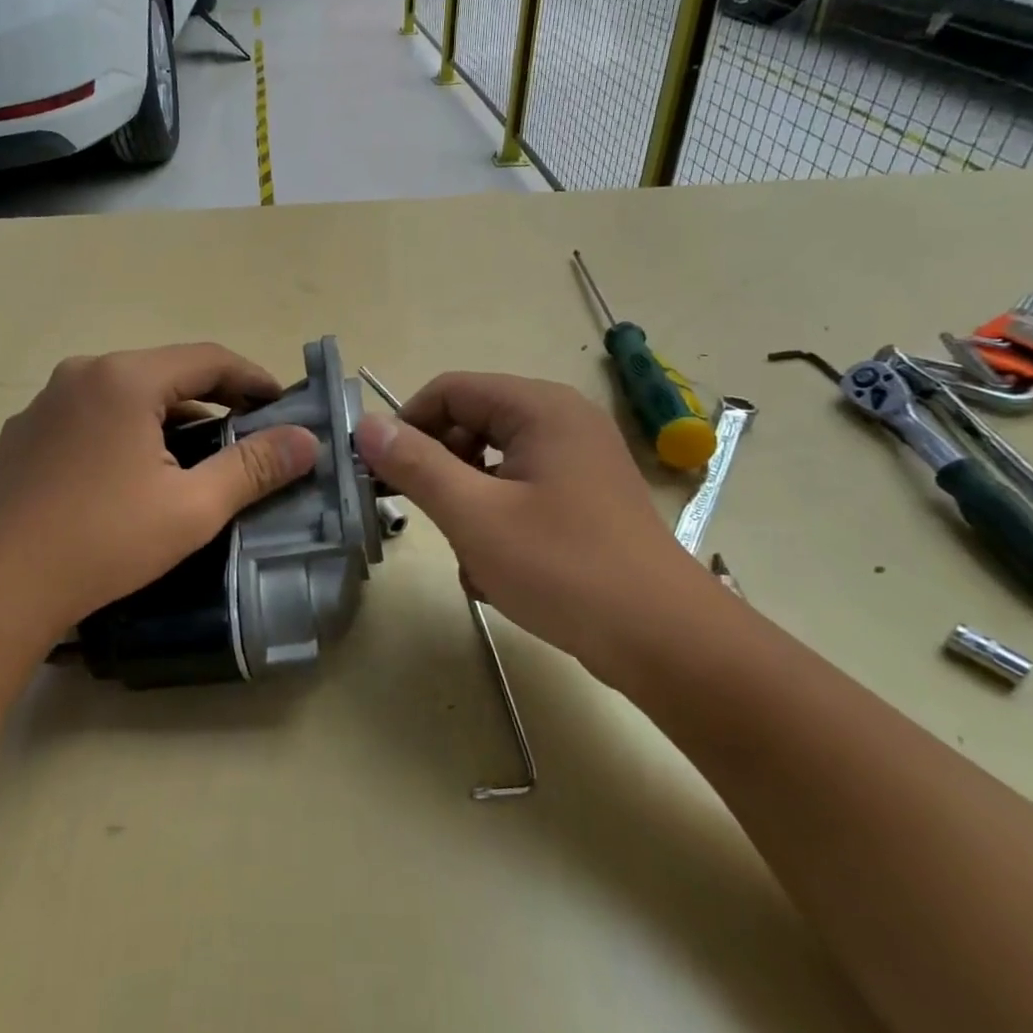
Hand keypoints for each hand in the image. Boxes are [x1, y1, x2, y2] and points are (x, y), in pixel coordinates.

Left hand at [0, 344, 319, 657]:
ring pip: (125, 393)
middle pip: (165, 372)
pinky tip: (131, 470)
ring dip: (167, 415)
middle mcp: (81, 373)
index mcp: (124, 378)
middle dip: (212, 397)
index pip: (207, 358)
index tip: (281, 404)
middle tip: (246, 429)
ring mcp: (45, 401)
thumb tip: (307, 440)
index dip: (252, 377)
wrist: (1, 587)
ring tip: (195, 452)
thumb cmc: (105, 541)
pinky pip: (90, 414)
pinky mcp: (23, 432)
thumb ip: (255, 467)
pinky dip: (124, 428)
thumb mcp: (194, 507)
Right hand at [354, 372, 713, 679]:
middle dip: (441, 470)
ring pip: (492, 463)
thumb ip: (416, 465)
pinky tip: (498, 572)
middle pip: (472, 423)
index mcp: (539, 408)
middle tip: (425, 516)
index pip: (450, 390)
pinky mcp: (585, 498)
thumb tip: (367, 425)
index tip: (382, 473)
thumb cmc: (564, 568)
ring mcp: (579, 460)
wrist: (665, 642)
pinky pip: (520, 491)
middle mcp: (562, 421)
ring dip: (467, 504)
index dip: (408, 425)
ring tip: (470, 555)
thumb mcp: (474, 515)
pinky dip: (498, 522)